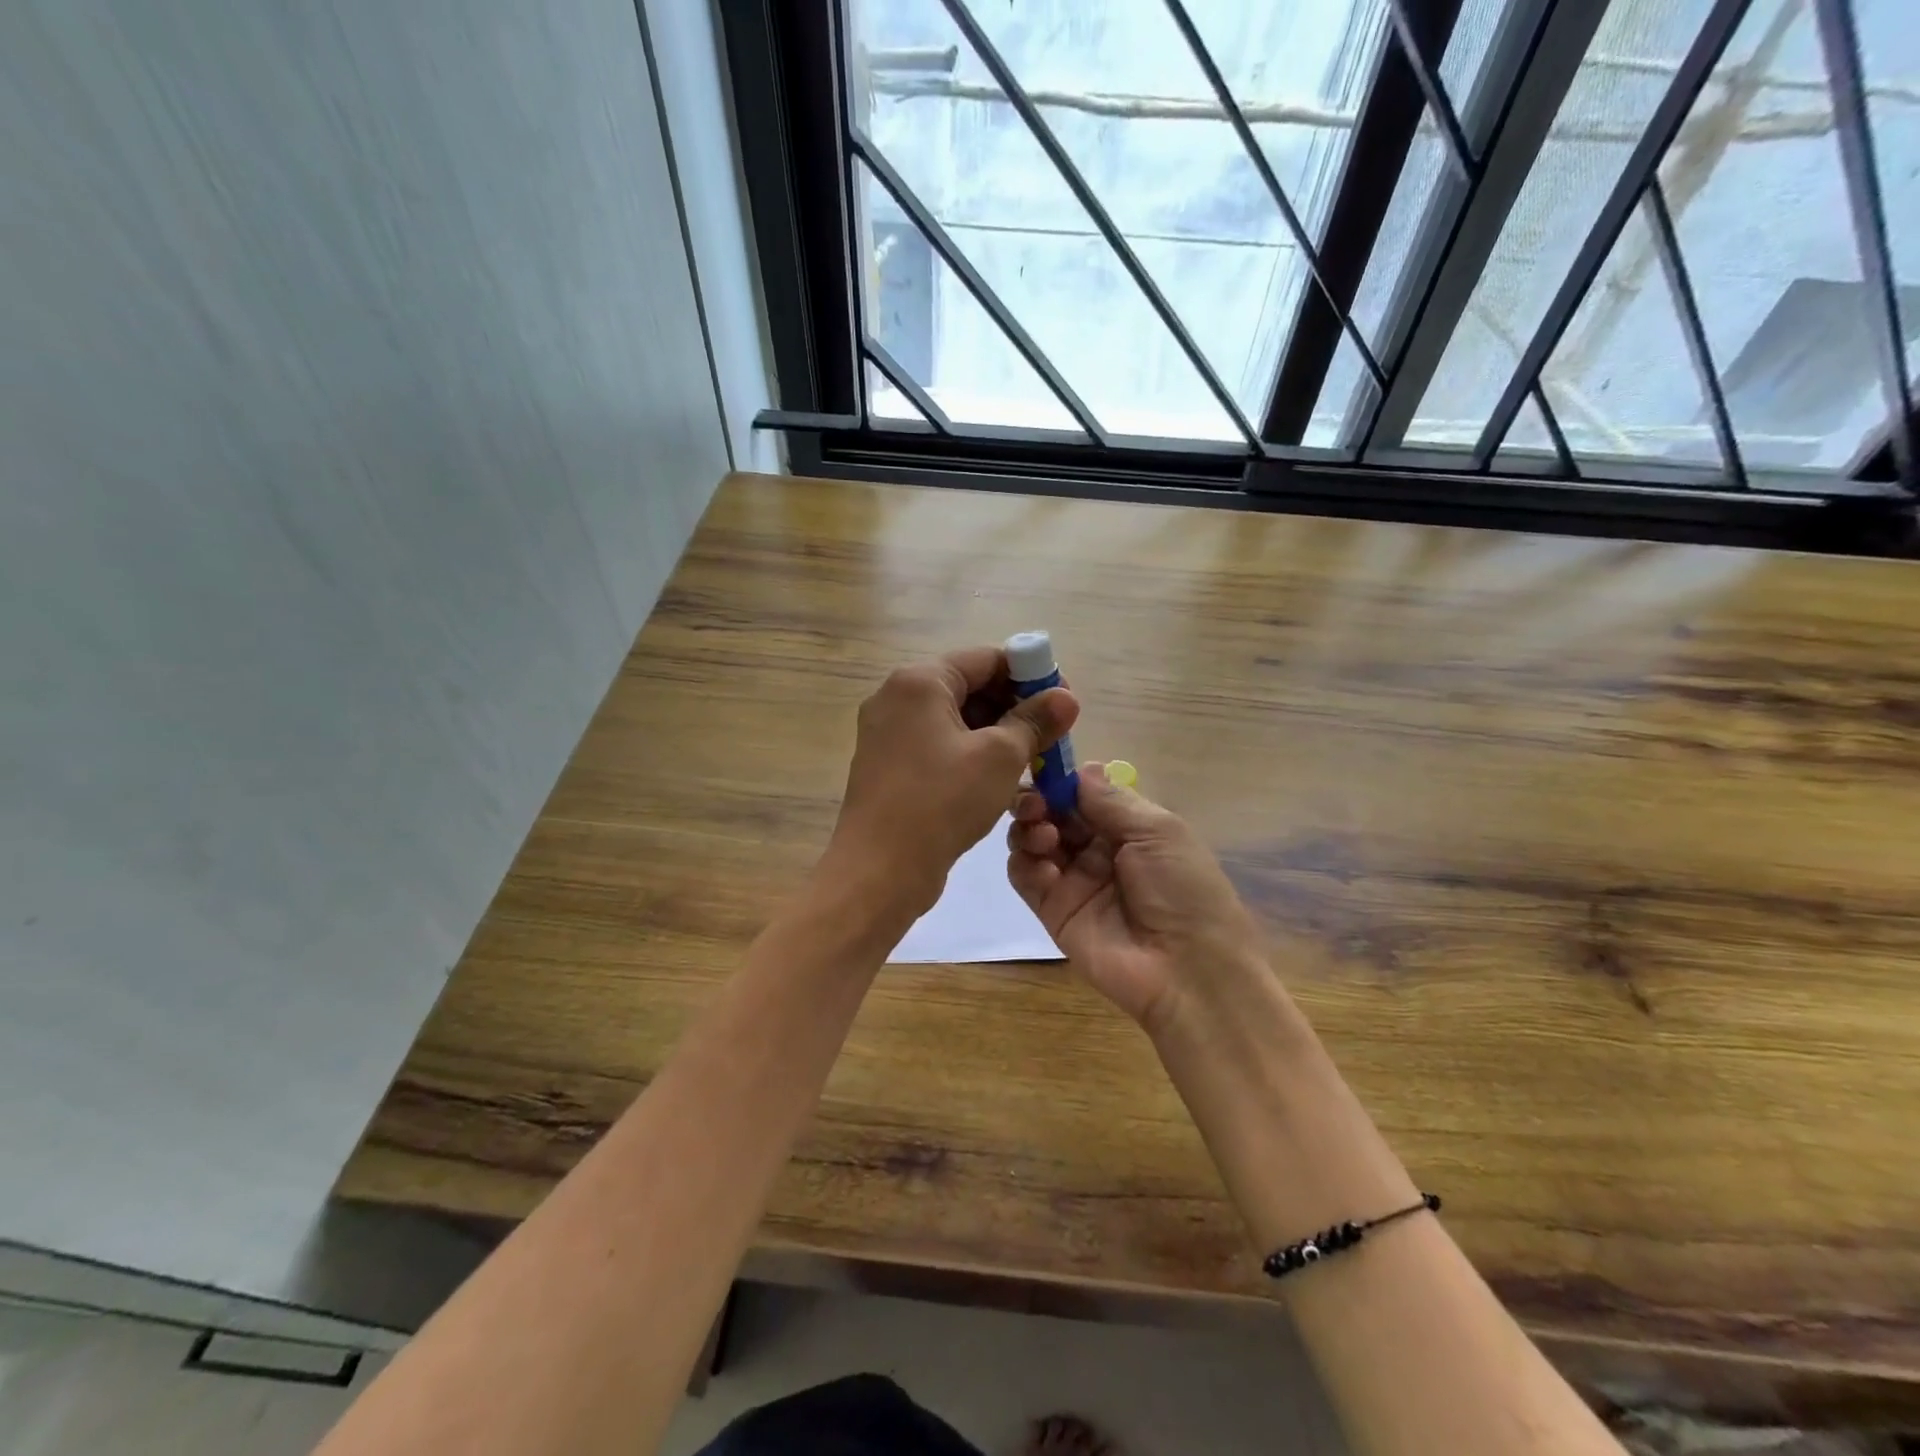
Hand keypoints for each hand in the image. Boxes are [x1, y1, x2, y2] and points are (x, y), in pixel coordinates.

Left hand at [827, 646, 1077, 916]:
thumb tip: (1066, 697)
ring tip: (1035, 762)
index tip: (1063, 702)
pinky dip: (972, 758)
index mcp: (919, 681)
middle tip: (1053, 736)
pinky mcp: (890, 768)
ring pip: (957, 723)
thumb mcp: (1000, 757)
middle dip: (1016, 709)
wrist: (879, 871)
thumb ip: (1035, 721)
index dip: (1031, 675)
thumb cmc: (942, 802)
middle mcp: (897, 698)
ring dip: (998, 737)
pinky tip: (1003, 782)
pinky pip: (940, 749)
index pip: (986, 659)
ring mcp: (889, 735)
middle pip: (970, 688)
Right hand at [1008, 763, 1263, 1033]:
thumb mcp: (1158, 831)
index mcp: (1128, 826)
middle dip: (1038, 800)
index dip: (1061, 780)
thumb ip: (1111, 799)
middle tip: (1036, 804)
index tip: (1044, 770)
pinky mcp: (1052, 910)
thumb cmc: (1183, 889)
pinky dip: (1024, 863)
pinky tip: (1042, 864)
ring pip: (1032, 840)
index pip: (1082, 793)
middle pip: (1052, 813)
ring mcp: (1073, 880)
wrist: (1188, 971)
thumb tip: (1079, 769)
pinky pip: (1024, 877)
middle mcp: (1097, 849)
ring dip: (1029, 828)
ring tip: (1044, 836)